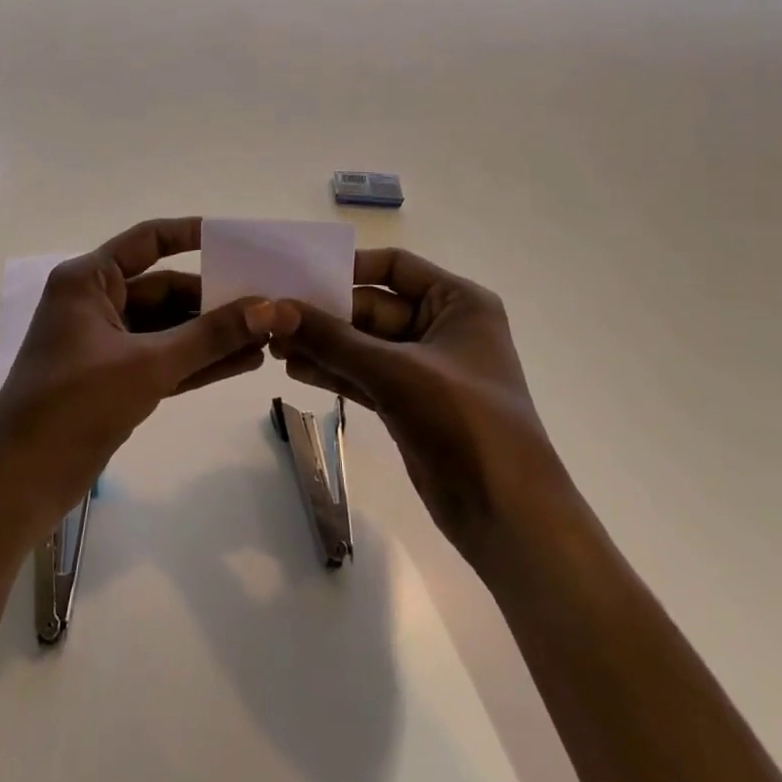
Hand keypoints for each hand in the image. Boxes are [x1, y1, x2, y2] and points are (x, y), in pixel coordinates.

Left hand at [0, 217, 297, 545]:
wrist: (18, 485)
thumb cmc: (73, 406)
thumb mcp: (146, 365)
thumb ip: (209, 337)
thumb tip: (269, 309)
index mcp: (89, 280)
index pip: (148, 241)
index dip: (192, 235)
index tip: (238, 241)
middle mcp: (97, 303)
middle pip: (165, 289)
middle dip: (215, 300)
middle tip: (268, 305)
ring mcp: (106, 344)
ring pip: (169, 329)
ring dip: (212, 335)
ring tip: (268, 338)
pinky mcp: (115, 380)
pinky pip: (164, 360)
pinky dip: (198, 362)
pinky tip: (243, 363)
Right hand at [270, 247, 562, 564]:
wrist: (508, 516)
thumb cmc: (465, 422)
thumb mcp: (395, 372)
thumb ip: (333, 339)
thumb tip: (274, 309)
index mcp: (457, 302)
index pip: (396, 265)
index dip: (350, 267)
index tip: (301, 275)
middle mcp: (442, 326)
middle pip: (372, 306)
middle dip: (325, 314)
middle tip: (273, 319)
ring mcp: (424, 368)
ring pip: (363, 344)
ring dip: (323, 344)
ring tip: (273, 346)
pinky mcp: (408, 402)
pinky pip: (363, 375)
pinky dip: (333, 372)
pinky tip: (295, 371)